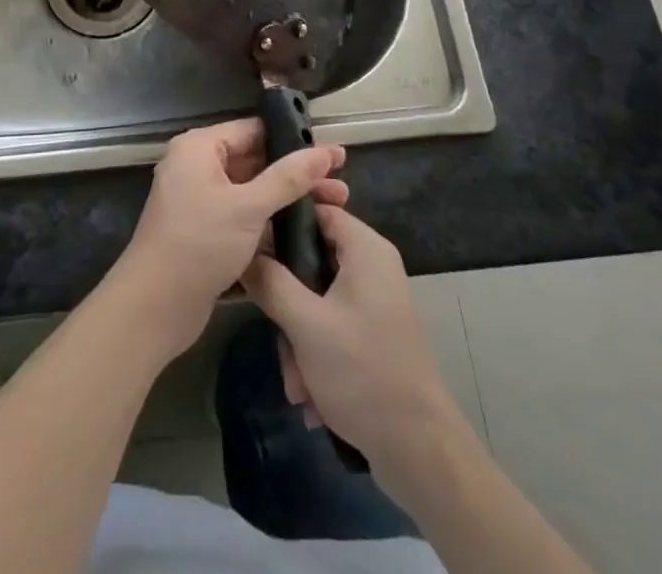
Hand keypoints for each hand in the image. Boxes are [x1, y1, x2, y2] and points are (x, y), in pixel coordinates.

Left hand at [106, 118, 346, 360]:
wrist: (154, 307)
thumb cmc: (198, 243)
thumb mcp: (247, 207)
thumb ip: (288, 178)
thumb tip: (324, 151)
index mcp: (199, 148)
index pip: (253, 130)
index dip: (293, 139)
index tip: (332, 152)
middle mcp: (198, 168)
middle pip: (256, 161)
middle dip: (297, 174)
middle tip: (341, 185)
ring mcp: (201, 202)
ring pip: (253, 192)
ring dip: (289, 200)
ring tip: (336, 208)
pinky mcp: (207, 233)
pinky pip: (245, 217)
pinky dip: (272, 222)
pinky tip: (307, 232)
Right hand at [240, 204, 465, 479]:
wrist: (419, 452)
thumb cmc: (363, 372)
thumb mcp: (306, 324)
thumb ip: (270, 281)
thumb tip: (242, 251)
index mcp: (365, 249)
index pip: (316, 209)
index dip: (281, 223)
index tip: (250, 245)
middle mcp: (372, 266)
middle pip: (311, 259)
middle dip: (287, 302)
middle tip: (275, 332)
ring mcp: (373, 301)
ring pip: (316, 299)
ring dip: (298, 339)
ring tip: (297, 384)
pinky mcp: (372, 333)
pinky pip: (331, 326)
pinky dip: (315, 355)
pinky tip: (309, 395)